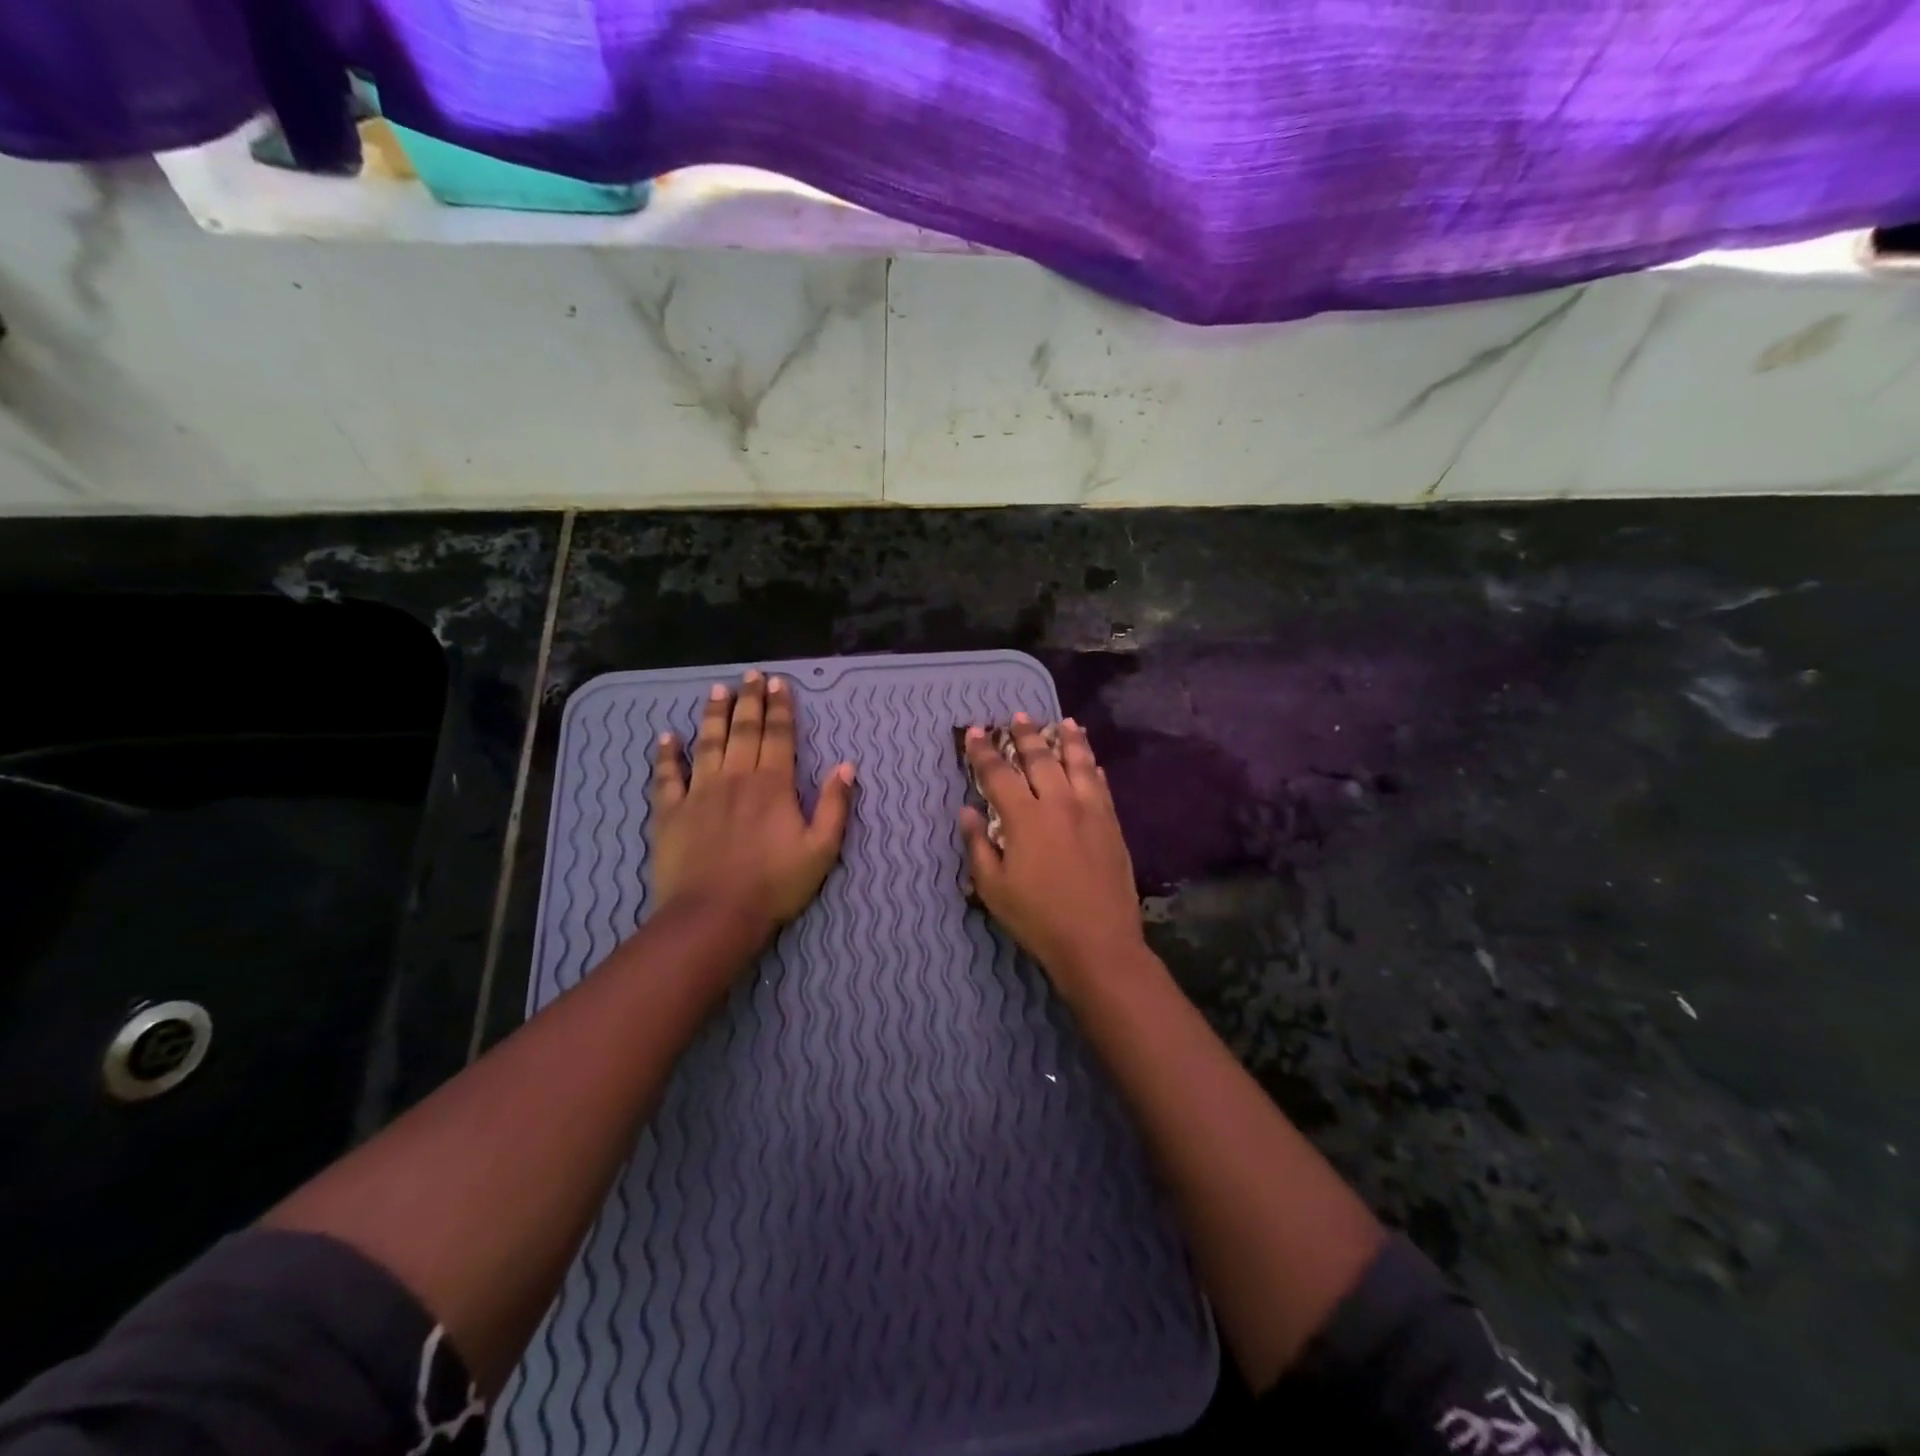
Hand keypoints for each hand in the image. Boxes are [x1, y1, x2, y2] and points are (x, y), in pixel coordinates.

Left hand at [650, 671, 854, 939]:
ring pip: (708, 743)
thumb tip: (846, 766)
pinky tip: (667, 737)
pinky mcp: (671, 812)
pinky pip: (667, 776)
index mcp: (773, 785)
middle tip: (752, 675)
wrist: (714, 915)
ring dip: (713, 715)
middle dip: (749, 700)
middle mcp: (736, 778)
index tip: (779, 684)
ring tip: (717, 690)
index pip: (778, 736)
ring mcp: (700, 792)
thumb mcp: (821, 850)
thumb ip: (835, 805)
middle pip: (743, 730)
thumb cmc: (774, 884)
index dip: (781, 709)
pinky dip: (667, 755)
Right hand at [959, 715, 1145, 992]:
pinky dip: (1093, 767)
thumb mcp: (993, 888)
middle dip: (1026, 735)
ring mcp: (1091, 811)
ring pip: (1079, 763)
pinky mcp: (1112, 824)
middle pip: (1041, 758)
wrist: (1098, 942)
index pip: (998, 773)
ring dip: (1069, 739)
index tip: (975, 731)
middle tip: (1018, 716)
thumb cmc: (1038, 918)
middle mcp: (1059, 803)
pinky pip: (1102, 785)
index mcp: (1025, 817)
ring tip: (1064, 721)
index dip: (984, 751)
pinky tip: (1092, 761)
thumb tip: (967, 811)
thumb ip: (979, 845)